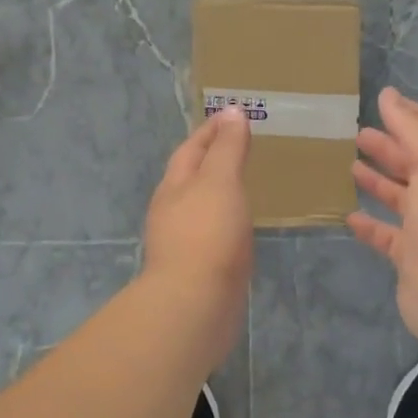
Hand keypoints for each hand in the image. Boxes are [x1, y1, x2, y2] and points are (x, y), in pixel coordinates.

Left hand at [143, 105, 253, 355]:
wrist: (195, 304)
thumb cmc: (207, 234)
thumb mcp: (220, 181)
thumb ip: (227, 148)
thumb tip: (232, 112)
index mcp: (174, 186)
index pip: (191, 148)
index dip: (211, 130)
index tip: (232, 114)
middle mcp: (173, 211)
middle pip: (191, 177)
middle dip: (211, 159)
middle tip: (241, 146)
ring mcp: (183, 242)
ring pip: (201, 206)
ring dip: (219, 191)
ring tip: (244, 183)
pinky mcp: (199, 268)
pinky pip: (213, 233)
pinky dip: (227, 220)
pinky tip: (242, 226)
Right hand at [348, 88, 417, 349]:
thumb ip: (412, 126)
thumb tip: (389, 94)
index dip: (411, 116)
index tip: (382, 103)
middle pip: (416, 163)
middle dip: (390, 147)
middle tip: (357, 134)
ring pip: (402, 197)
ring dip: (378, 181)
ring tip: (350, 165)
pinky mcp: (413, 256)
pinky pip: (388, 235)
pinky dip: (370, 224)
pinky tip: (349, 215)